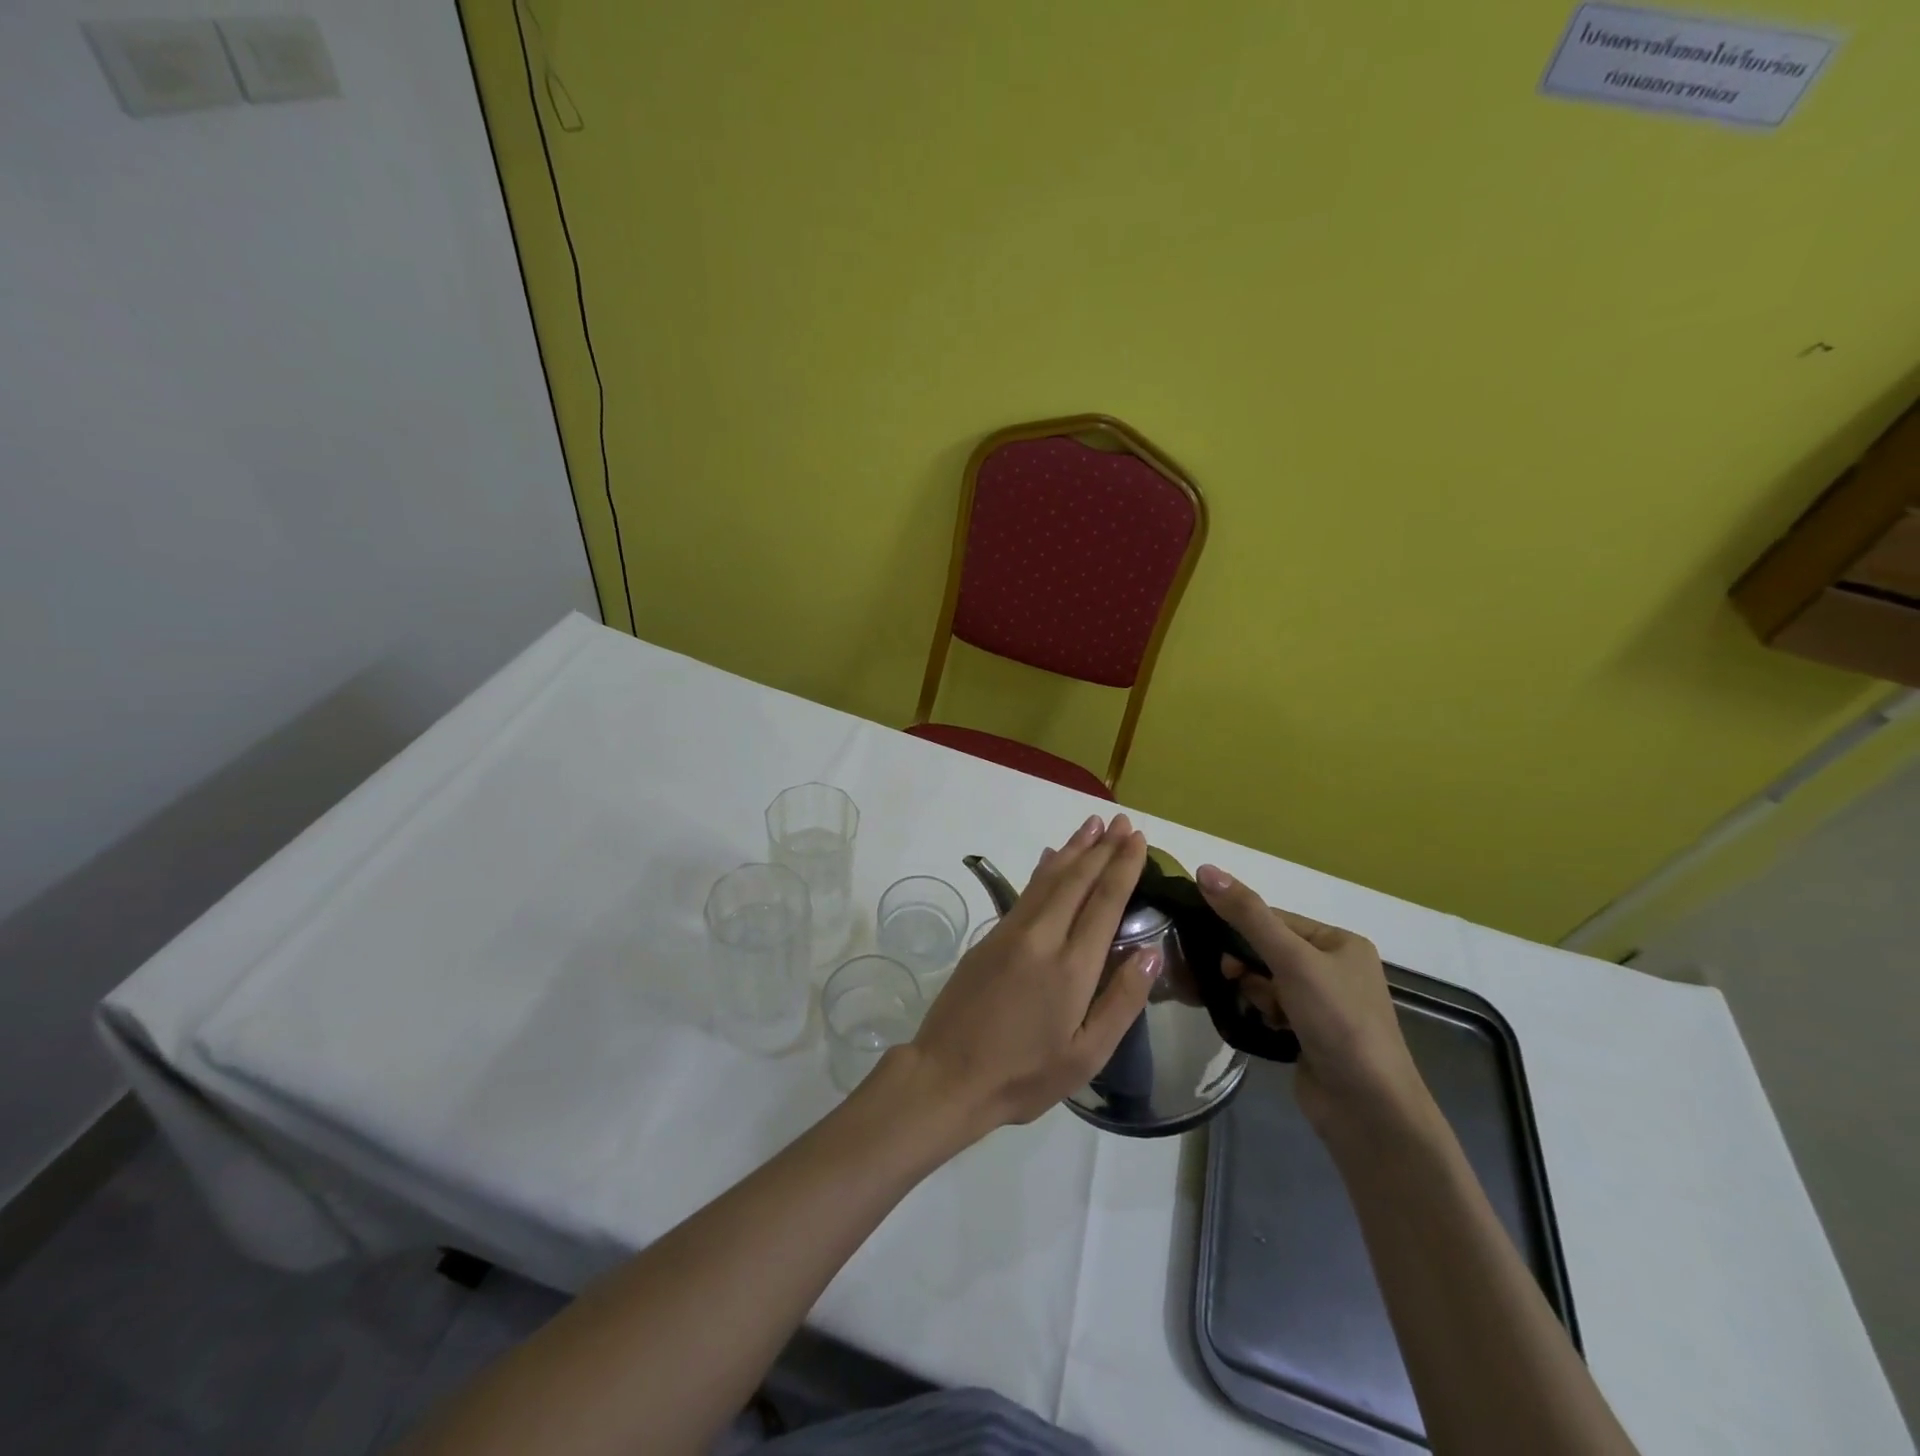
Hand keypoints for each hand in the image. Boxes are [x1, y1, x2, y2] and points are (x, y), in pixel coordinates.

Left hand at [906, 814, 1156, 1135]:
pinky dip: (1044, 869)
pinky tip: (1051, 857)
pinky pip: (1025, 891)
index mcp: (1071, 967)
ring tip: (1093, 825)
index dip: (1122, 867)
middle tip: (1123, 822)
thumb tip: (1152, 954)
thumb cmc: (1024, 1075)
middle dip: (1102, 848)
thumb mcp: (1086, 1055)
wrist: (947, 1074)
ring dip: (1073, 849)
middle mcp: (1042, 937)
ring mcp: (1011, 933)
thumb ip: (1121, 1001)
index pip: (1104, 902)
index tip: (1138, 840)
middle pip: (1077, 880)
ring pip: (1048, 878)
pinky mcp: (989, 937)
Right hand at [1196, 865, 1431, 1138]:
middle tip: (1229, 977)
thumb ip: (1248, 916)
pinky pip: (1270, 1009)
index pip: (1275, 919)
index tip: (1211, 941)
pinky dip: (1259, 1013)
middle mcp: (1334, 970)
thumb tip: (1205, 869)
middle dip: (1245, 964)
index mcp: (1340, 943)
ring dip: (1253, 991)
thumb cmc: (1338, 1022)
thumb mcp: (1292, 960)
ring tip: (1256, 1009)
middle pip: (1268, 950)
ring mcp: (1323, 1006)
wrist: (1369, 1111)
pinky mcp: (1309, 1036)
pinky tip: (1258, 1025)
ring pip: (1265, 981)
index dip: (1241, 927)